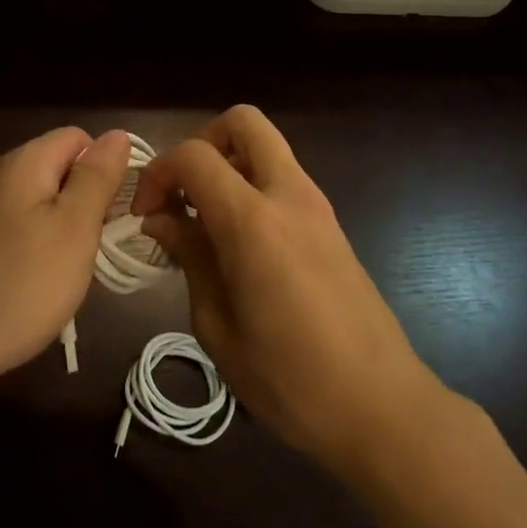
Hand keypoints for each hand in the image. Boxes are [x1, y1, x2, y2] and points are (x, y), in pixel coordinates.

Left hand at [0, 127, 129, 411]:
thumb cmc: (17, 285)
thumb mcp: (73, 228)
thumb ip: (96, 178)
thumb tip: (117, 134)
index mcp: (23, 164)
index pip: (78, 138)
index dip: (105, 166)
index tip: (117, 211)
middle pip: (58, 172)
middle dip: (86, 204)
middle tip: (97, 247)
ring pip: (39, 208)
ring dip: (63, 234)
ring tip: (72, 274)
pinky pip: (17, 237)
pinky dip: (37, 256)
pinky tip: (39, 290)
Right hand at [132, 105, 442, 480]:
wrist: (380, 406)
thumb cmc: (289, 379)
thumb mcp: (217, 325)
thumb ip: (190, 257)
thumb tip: (161, 219)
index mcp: (253, 221)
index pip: (194, 156)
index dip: (158, 173)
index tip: (146, 215)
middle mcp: (288, 196)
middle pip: (243, 122)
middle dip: (202, 142)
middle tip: (183, 191)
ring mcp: (317, 206)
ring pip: (267, 147)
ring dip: (229, 165)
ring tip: (204, 221)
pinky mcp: (331, 224)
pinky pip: (283, 179)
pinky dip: (252, 187)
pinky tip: (237, 242)